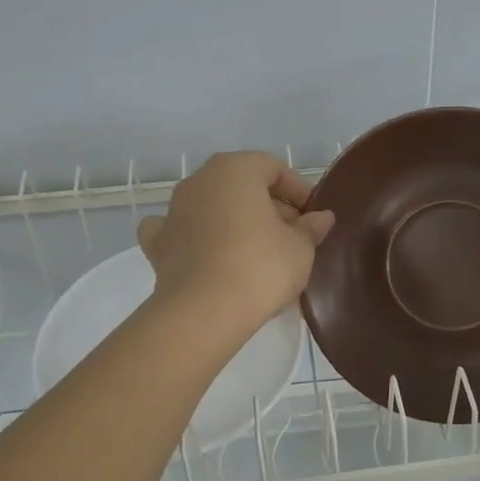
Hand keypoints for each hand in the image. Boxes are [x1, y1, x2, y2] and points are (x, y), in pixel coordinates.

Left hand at [137, 152, 335, 346]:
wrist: (205, 312)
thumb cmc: (261, 268)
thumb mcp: (300, 248)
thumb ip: (311, 228)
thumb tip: (321, 217)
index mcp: (235, 170)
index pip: (273, 168)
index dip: (298, 190)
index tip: (313, 217)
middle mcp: (199, 180)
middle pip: (241, 185)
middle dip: (268, 206)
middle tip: (292, 236)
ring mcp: (173, 211)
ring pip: (211, 206)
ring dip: (233, 220)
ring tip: (257, 251)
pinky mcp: (158, 244)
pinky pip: (180, 231)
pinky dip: (194, 237)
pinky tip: (205, 253)